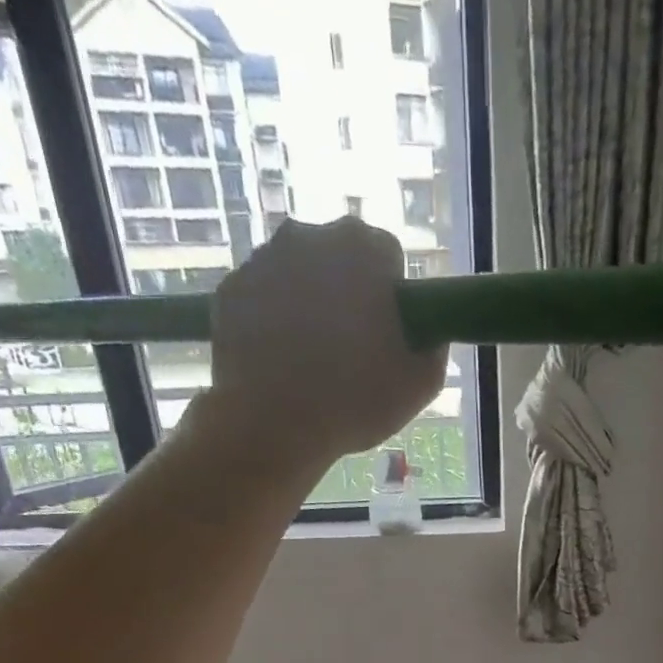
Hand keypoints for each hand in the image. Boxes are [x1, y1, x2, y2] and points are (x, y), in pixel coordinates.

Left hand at [210, 217, 448, 470]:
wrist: (273, 426)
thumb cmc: (356, 401)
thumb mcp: (421, 382)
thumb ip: (432, 344)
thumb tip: (427, 332)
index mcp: (363, 249)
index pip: (387, 258)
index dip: (390, 299)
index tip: (386, 337)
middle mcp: (309, 236)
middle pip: (338, 259)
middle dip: (346, 293)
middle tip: (349, 350)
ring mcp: (262, 260)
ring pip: (297, 275)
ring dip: (308, 305)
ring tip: (311, 361)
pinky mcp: (229, 290)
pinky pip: (261, 299)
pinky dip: (271, 321)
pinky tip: (279, 363)